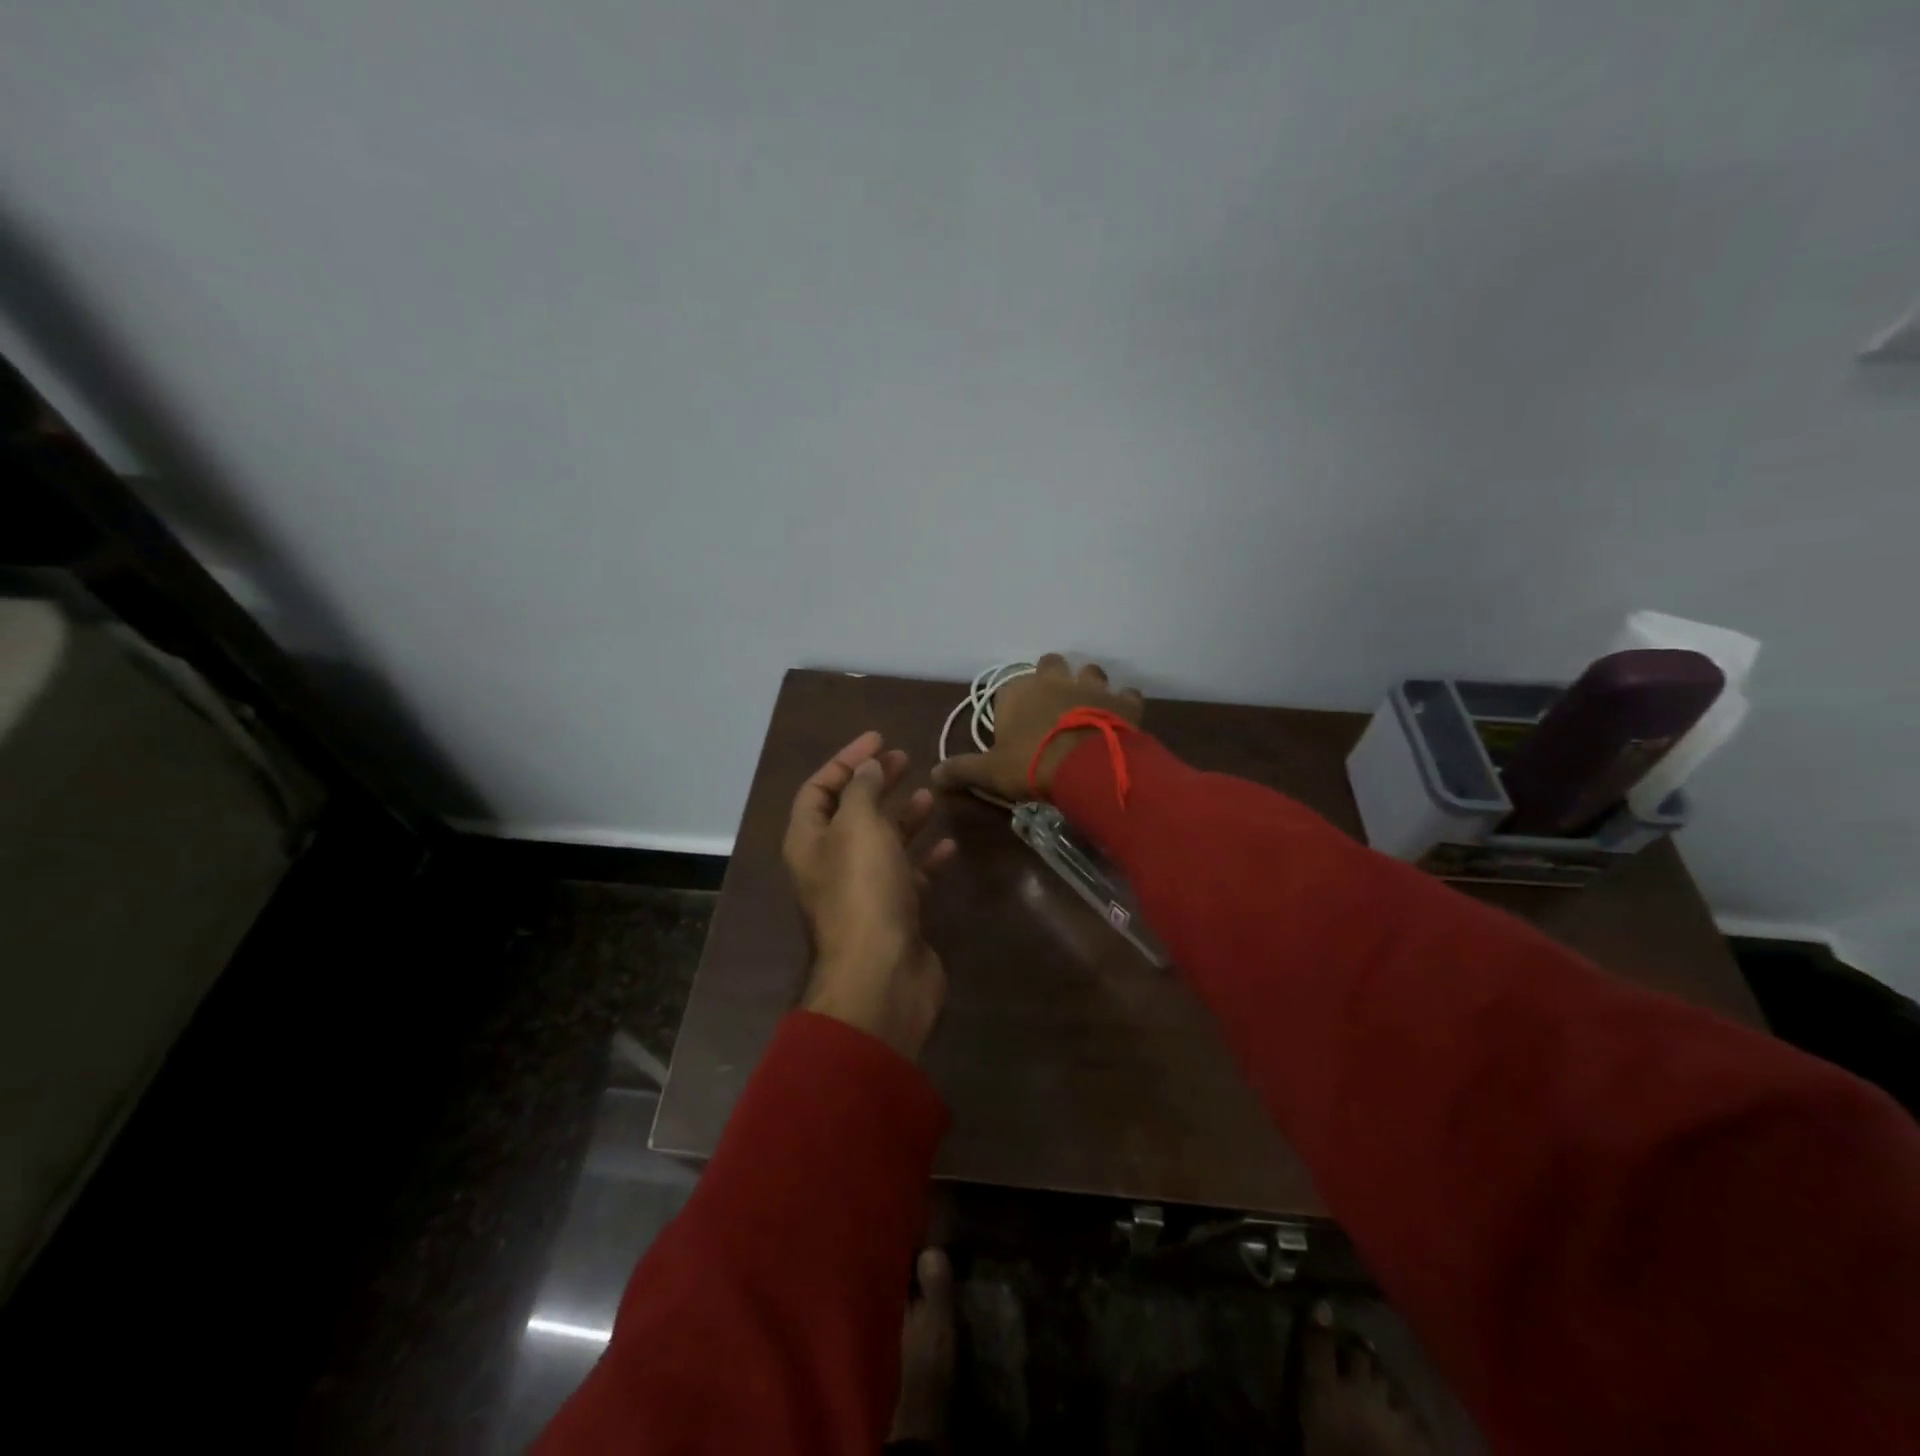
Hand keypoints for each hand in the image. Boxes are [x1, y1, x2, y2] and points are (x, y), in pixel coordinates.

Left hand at [783, 731, 956, 1061]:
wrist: (881, 975)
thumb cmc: (863, 890)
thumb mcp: (859, 826)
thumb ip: (862, 790)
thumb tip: (867, 766)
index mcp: (809, 841)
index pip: (818, 789)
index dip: (845, 760)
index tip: (879, 739)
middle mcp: (830, 864)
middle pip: (851, 813)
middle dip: (876, 783)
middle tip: (905, 759)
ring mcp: (862, 891)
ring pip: (882, 843)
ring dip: (902, 817)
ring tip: (930, 794)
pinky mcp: (894, 913)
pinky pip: (908, 875)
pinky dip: (925, 857)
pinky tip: (948, 844)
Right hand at [931, 654, 1143, 802]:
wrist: (1084, 768)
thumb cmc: (1030, 764)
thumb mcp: (990, 772)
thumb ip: (962, 769)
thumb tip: (933, 775)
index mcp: (1018, 692)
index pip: (1009, 685)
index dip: (1013, 701)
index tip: (1015, 721)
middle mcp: (1053, 680)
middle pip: (1050, 664)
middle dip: (1052, 677)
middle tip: (1053, 704)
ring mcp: (1090, 686)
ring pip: (1090, 671)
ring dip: (1088, 684)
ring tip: (1088, 707)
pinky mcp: (1121, 701)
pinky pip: (1126, 694)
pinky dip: (1123, 702)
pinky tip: (1121, 717)